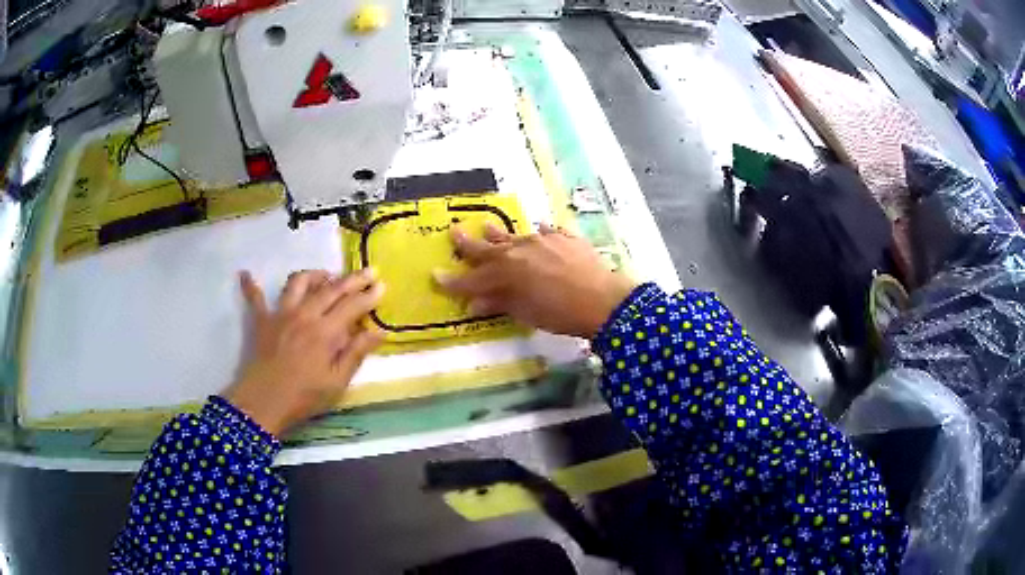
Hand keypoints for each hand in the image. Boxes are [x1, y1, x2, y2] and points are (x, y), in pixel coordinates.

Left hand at [224, 269, 384, 435]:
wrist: (264, 403)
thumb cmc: (304, 397)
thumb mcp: (337, 382)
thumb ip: (356, 353)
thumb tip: (380, 331)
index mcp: (325, 331)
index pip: (352, 306)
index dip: (369, 295)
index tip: (383, 285)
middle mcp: (304, 314)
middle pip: (331, 288)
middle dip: (352, 279)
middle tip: (369, 271)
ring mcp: (281, 314)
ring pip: (298, 282)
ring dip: (314, 275)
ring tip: (325, 276)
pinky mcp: (262, 320)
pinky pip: (255, 298)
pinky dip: (251, 285)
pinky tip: (245, 274)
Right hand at [435, 224, 637, 338]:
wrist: (603, 299)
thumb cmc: (561, 313)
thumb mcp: (526, 313)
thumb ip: (500, 303)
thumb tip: (476, 303)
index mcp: (506, 272)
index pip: (472, 278)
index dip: (453, 281)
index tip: (436, 276)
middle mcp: (519, 251)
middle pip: (487, 248)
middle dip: (468, 244)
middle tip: (453, 232)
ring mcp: (542, 241)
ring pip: (514, 235)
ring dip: (498, 233)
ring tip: (486, 225)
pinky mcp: (564, 238)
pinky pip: (547, 232)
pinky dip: (539, 233)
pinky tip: (539, 229)